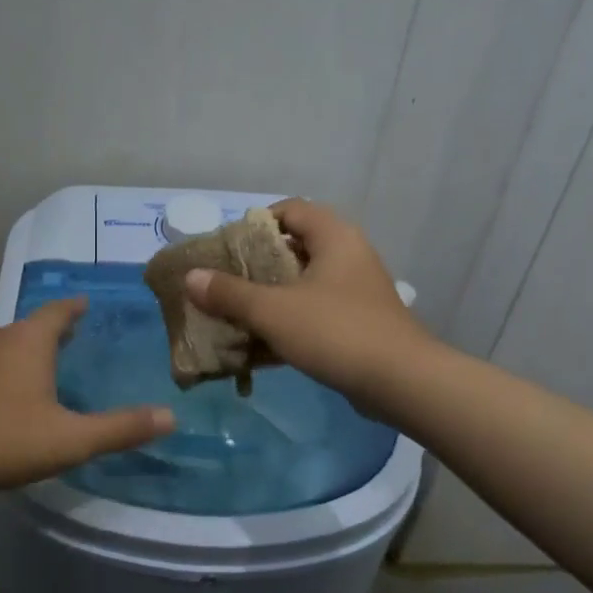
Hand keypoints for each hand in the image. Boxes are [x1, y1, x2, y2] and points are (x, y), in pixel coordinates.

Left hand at [0, 297, 174, 498]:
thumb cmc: (8, 441)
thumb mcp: (73, 439)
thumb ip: (122, 428)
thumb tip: (171, 416)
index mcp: (28, 341)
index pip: (58, 310)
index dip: (76, 307)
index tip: (89, 303)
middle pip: (33, 324)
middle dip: (56, 327)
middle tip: (80, 334)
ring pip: (10, 341)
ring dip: (31, 345)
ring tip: (51, 358)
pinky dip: (11, 363)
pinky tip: (16, 387)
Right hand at [184, 199, 431, 405]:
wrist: (401, 382)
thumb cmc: (336, 332)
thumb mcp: (274, 311)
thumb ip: (230, 293)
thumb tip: (191, 277)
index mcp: (334, 237)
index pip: (290, 210)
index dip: (256, 224)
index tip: (228, 249)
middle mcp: (348, 256)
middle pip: (294, 248)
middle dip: (256, 266)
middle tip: (224, 284)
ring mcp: (356, 291)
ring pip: (303, 284)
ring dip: (269, 298)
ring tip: (235, 316)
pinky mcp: (358, 322)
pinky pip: (314, 312)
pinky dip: (288, 323)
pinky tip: (261, 346)